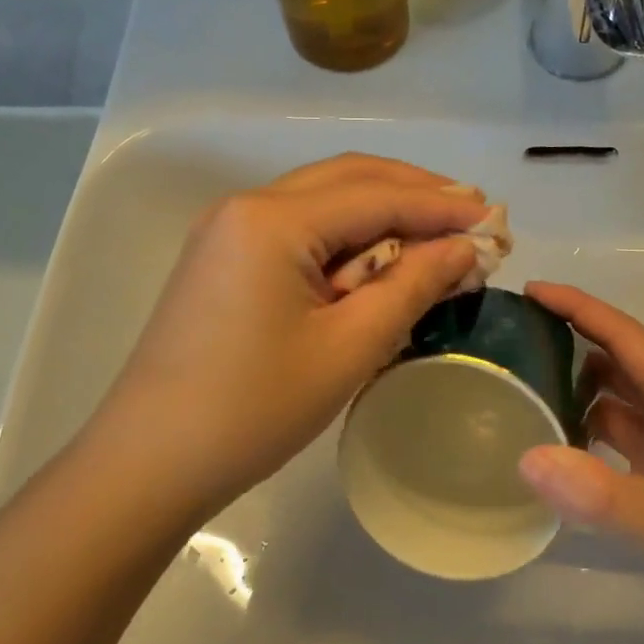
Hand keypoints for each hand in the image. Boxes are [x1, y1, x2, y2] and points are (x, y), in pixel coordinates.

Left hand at [84, 155, 487, 526]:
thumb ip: (411, 285)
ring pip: (322, 203)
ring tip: (434, 241)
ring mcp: (228, 233)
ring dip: (381, 216)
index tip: (494, 217)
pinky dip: (345, 242)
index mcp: (272, 219)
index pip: (376, 195)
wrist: (149, 462)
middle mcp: (246, 208)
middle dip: (413, 194)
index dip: (441, 204)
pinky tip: (377, 266)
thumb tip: (462, 248)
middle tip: (469, 217)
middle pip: (347, 180)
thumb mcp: (348, 347)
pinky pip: (298, 234)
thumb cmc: (253, 408)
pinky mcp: (223, 262)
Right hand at [517, 282, 643, 643]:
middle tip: (514, 340)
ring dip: (578, 389)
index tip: (530, 290)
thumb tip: (526, 456)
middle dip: (571, 342)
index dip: (579, 308)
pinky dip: (589, 435)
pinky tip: (558, 449)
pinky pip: (622, 442)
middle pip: (620, 361)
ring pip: (620, 402)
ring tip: (524, 388)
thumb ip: (598, 492)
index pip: (624, 336)